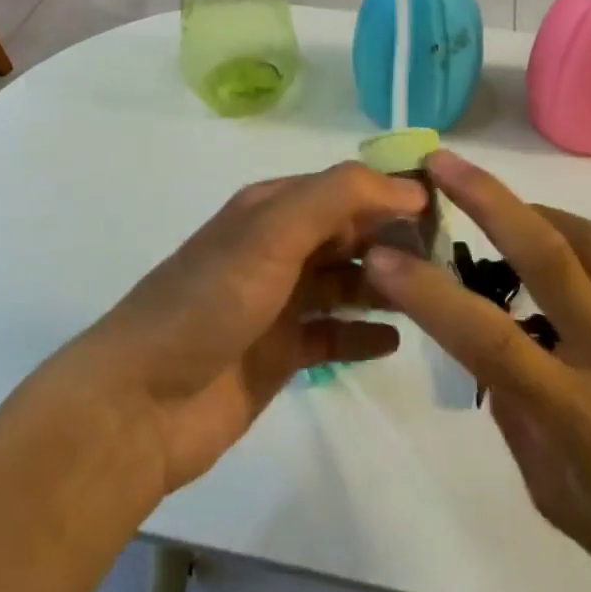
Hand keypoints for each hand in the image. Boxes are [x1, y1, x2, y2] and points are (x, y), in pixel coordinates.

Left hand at [75, 162, 426, 494]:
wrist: (141, 403)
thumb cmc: (210, 302)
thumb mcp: (272, 231)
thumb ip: (339, 197)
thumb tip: (408, 189)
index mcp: (273, 209)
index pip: (347, 188)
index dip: (392, 195)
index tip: (446, 211)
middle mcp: (279, 247)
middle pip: (351, 234)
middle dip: (396, 241)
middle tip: (449, 261)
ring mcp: (281, 301)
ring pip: (348, 282)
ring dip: (387, 286)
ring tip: (433, 299)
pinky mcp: (283, 351)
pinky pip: (336, 333)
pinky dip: (364, 332)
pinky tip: (395, 340)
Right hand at [364, 151, 590, 591]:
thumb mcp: (563, 507)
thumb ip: (520, 426)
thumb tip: (498, 365)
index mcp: (581, 417)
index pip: (489, 340)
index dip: (429, 295)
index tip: (384, 259)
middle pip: (548, 256)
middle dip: (488, 200)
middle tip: (445, 164)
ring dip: (541, 214)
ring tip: (509, 210)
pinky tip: (578, 246)